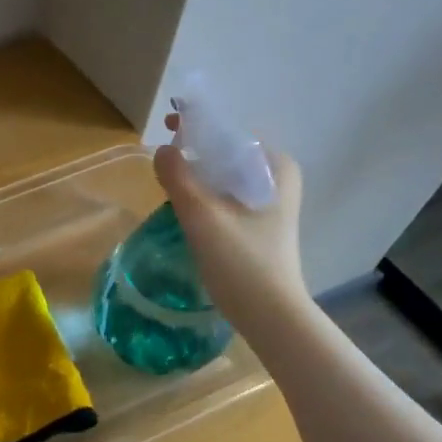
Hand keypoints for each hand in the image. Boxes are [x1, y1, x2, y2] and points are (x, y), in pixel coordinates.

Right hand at [154, 119, 307, 329]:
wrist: (270, 314)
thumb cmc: (241, 262)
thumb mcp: (203, 217)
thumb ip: (179, 179)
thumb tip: (163, 150)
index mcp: (275, 167)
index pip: (231, 133)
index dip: (197, 127)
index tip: (168, 129)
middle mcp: (278, 179)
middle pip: (228, 154)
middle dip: (196, 153)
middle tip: (164, 162)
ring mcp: (271, 204)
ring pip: (226, 177)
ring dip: (198, 177)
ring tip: (170, 185)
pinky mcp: (260, 226)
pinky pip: (227, 197)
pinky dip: (206, 197)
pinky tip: (186, 211)